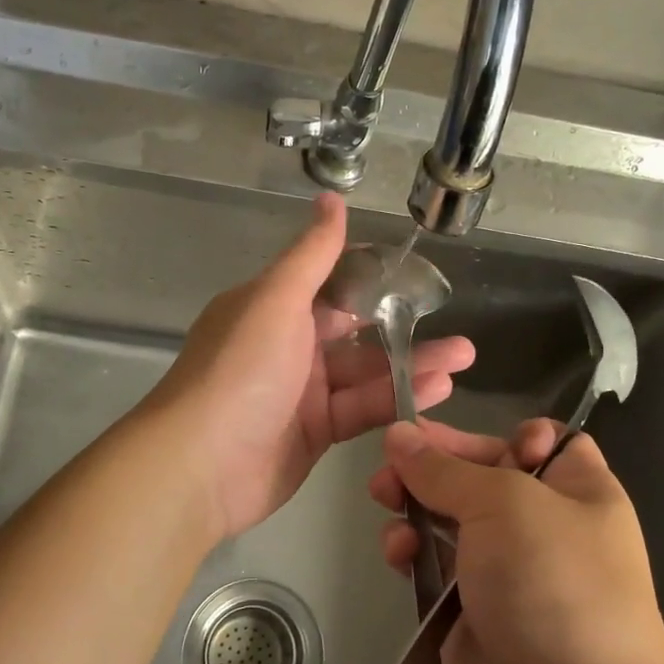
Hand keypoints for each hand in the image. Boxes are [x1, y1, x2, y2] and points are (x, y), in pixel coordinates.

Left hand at [149, 194, 474, 539]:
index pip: (330, 283)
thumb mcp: (276, 301)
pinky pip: (362, 409)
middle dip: (403, 326)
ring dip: (413, 365)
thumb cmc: (239, 371)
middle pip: (355, 330)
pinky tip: (438, 391)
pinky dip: (397, 399)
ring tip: (464, 358)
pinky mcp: (315, 432)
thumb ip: (312, 255)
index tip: (418, 274)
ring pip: (365, 372)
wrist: (199, 466)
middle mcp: (286, 345)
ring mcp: (301, 392)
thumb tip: (332, 197)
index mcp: (272, 307)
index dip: (373, 277)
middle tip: (456, 326)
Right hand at [368, 419, 663, 663]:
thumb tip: (398, 433)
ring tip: (383, 498)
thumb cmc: (553, 581)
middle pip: (481, 474)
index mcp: (577, 490)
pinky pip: (432, 562)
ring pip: (448, 516)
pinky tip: (397, 553)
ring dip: (412, 503)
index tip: (463, 439)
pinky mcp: (469, 606)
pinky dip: (410, 550)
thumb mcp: (504, 503)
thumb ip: (444, 468)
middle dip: (434, 465)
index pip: (541, 441)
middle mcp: (544, 524)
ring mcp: (505, 568)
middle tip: (389, 461)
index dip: (503, 434)